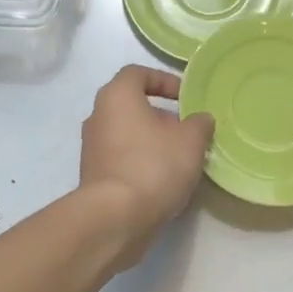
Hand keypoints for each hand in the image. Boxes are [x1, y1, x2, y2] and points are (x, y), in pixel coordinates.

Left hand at [80, 66, 214, 257]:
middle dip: (161, 116)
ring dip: (152, 140)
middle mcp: (98, 115)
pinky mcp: (93, 175)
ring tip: (179, 158)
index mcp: (117, 96)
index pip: (137, 73)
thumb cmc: (153, 166)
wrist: (115, 217)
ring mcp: (92, 147)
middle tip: (187, 131)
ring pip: (126, 133)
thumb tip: (200, 119)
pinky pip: (121, 157)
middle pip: (131, 105)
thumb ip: (199, 124)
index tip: (185, 97)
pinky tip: (162, 180)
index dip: (163, 80)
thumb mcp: (190, 141)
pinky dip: (140, 161)